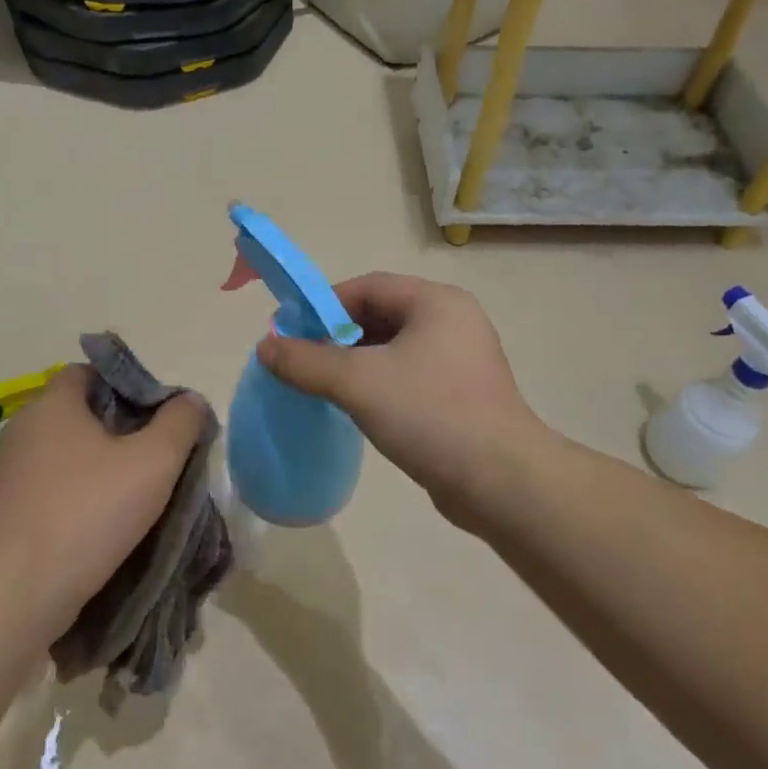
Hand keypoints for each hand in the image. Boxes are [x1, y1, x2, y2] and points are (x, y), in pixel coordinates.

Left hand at [0, 365, 207, 637]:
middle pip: (79, 413)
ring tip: (135, 494)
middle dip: (119, 429)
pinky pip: (50, 488)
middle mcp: (23, 429)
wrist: (17, 592)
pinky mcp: (3, 512)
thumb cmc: (89, 511)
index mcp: (52, 404)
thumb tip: (190, 401)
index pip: (88, 372)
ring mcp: (8, 473)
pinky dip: (77, 496)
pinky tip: (101, 524)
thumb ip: (180, 422)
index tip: (156, 415)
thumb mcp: (155, 460)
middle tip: (155, 455)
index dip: (125, 385)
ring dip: (98, 467)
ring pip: (65, 454)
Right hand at [256, 273, 542, 528]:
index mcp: (436, 302)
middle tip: (302, 361)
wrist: (502, 481)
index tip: (290, 332)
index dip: (323, 305)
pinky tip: (357, 406)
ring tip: (322, 386)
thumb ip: (307, 361)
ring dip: (355, 361)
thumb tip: (265, 346)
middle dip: (337, 335)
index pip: (367, 287)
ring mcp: (461, 358)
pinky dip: (379, 382)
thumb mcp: (358, 382)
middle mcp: (452, 321)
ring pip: (394, 347)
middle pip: (380, 314)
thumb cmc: (430, 414)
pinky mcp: (462, 393)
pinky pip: (409, 374)